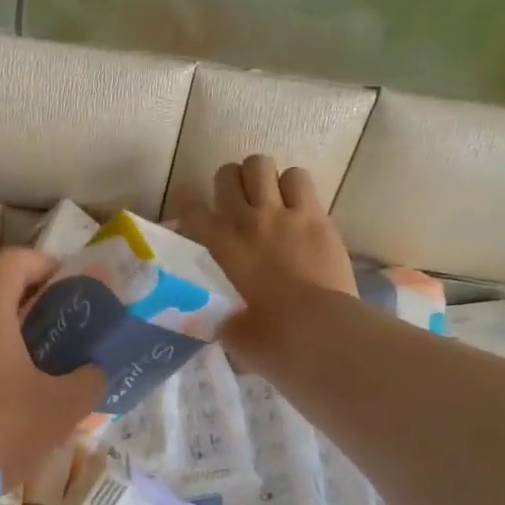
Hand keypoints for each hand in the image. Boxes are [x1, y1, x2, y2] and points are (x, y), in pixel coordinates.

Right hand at [172, 155, 357, 364]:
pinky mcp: (315, 216)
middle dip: (227, 185)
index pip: (189, 207)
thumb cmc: (269, 338)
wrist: (319, 331)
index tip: (189, 208)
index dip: (185, 202)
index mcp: (219, 248)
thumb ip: (219, 315)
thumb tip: (222, 317)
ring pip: (261, 165)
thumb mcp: (229, 330)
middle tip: (234, 204)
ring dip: (260, 178)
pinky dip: (293, 186)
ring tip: (266, 198)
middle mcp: (245, 221)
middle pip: (226, 174)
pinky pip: (299, 178)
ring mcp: (283, 214)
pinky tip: (295, 205)